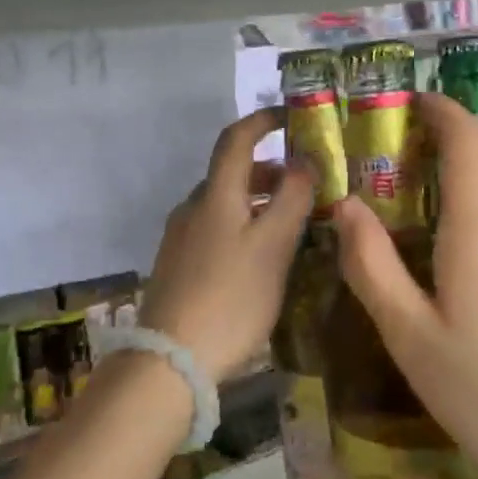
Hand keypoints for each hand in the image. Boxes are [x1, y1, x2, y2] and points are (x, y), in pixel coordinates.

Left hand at [139, 109, 312, 384]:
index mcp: (215, 195)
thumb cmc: (230, 297)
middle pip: (232, 173)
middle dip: (270, 171)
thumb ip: (293, 198)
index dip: (262, 121)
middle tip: (308, 186)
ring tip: (292, 225)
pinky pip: (216, 229)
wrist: (169, 361)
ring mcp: (181, 238)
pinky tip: (261, 258)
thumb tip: (305, 159)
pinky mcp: (178, 265)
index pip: (236, 139)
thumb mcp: (273, 246)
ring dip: (258, 202)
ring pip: (225, 204)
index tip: (291, 117)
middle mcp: (193, 207)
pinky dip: (243, 226)